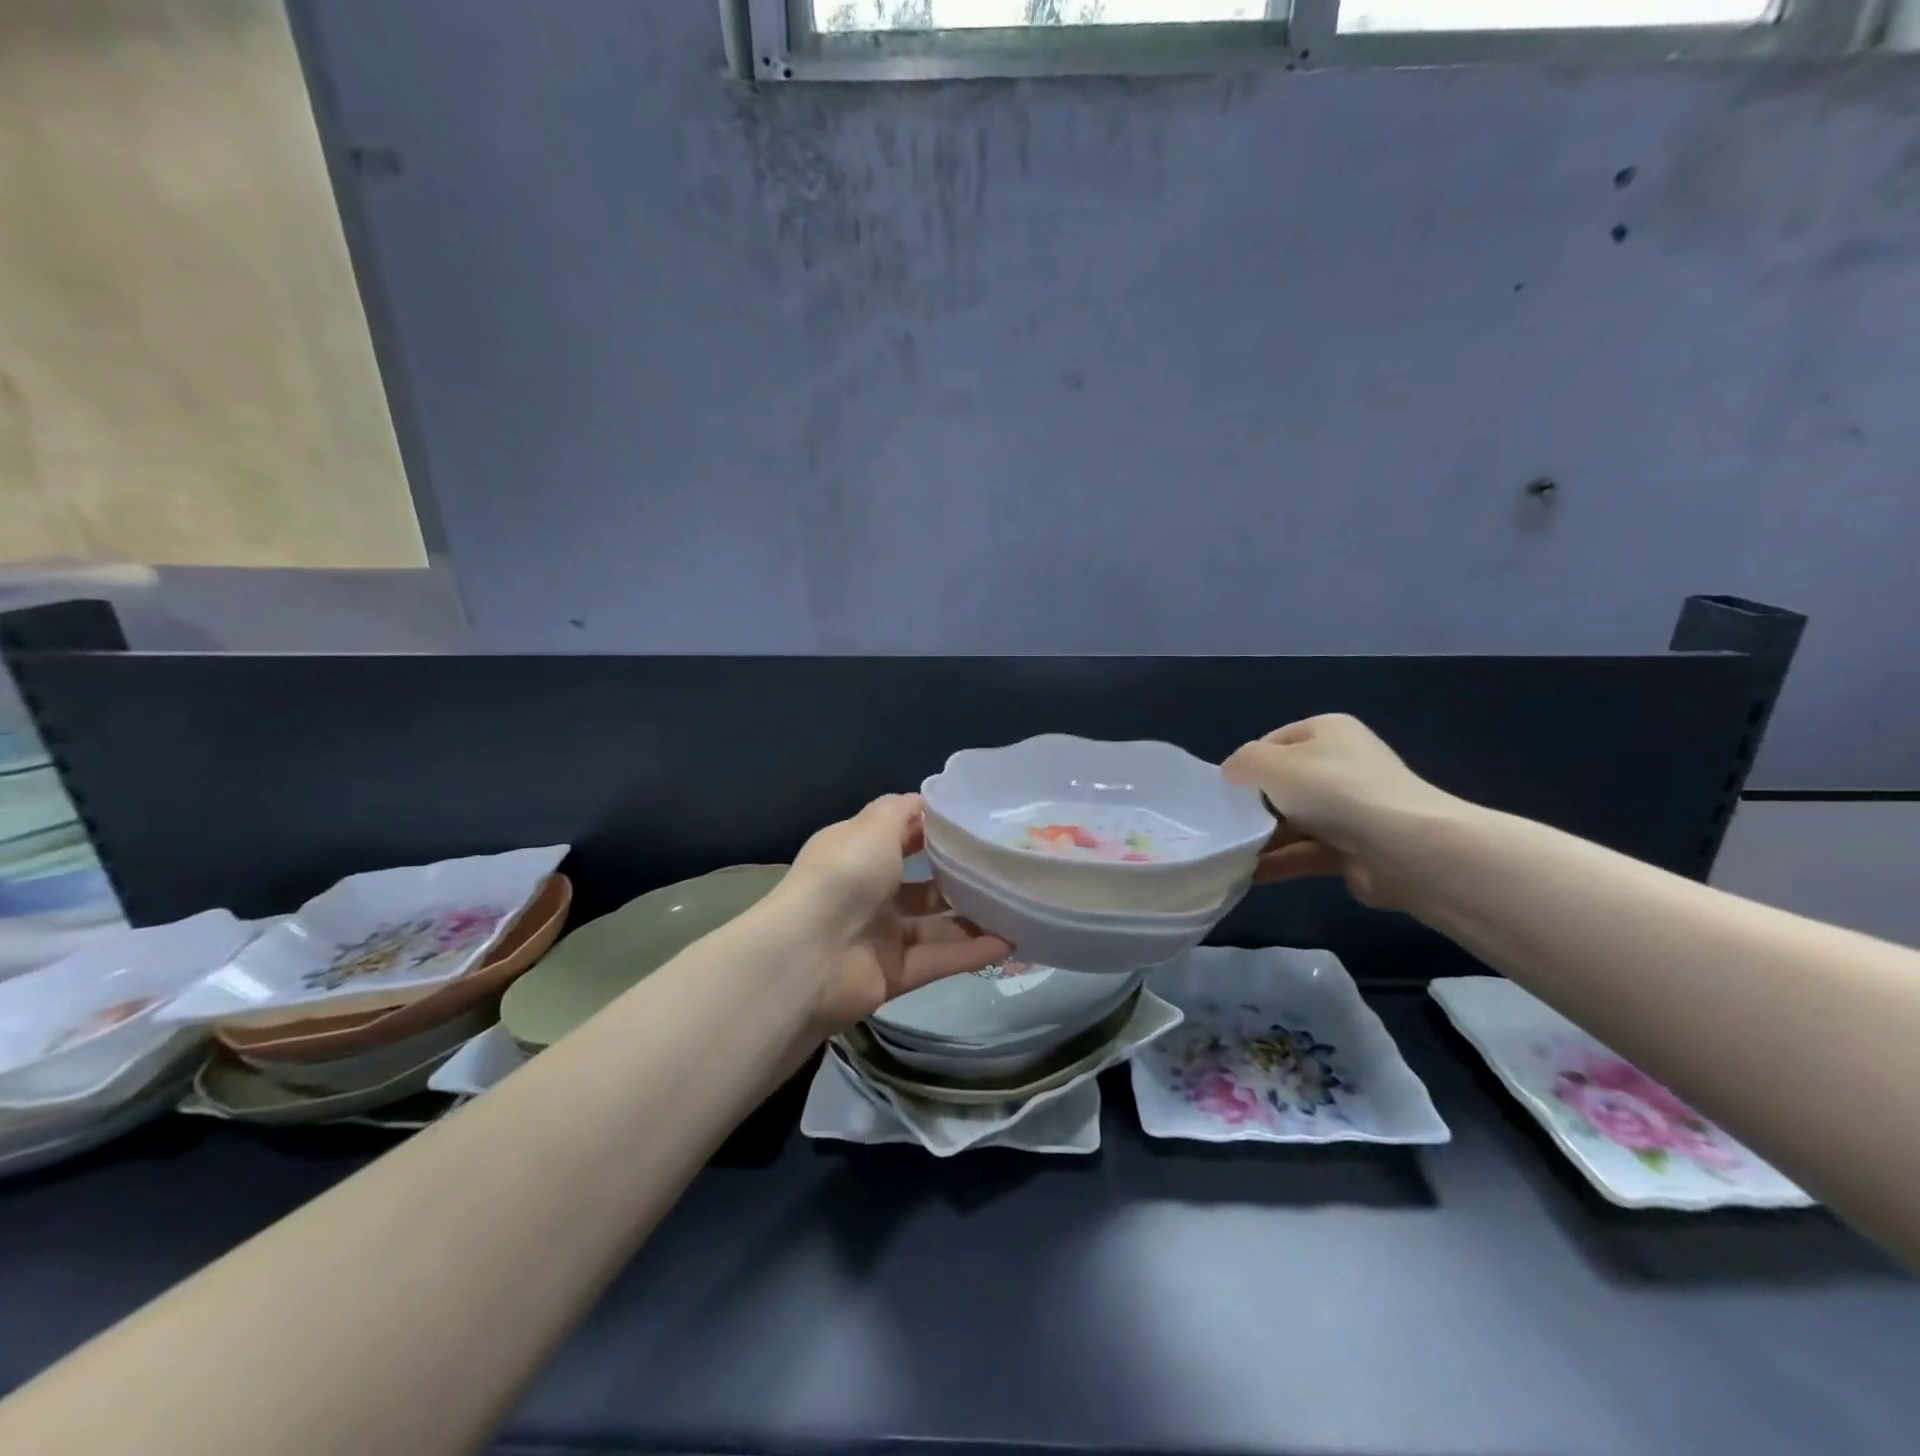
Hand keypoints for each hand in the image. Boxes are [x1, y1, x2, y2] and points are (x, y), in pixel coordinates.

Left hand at [780, 793, 1011, 1030]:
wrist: (809, 956)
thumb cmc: (844, 876)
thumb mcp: (874, 827)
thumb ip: (902, 811)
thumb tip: (925, 800)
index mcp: (858, 854)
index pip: (900, 837)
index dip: (934, 831)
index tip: (976, 826)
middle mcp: (868, 893)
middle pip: (922, 884)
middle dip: (959, 878)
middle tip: (1005, 869)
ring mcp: (881, 936)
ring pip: (936, 925)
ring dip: (973, 918)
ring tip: (1018, 907)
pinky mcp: (894, 974)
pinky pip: (939, 959)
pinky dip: (971, 952)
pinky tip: (1010, 942)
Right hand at [1222, 715, 1460, 909]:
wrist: (1405, 848)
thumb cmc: (1333, 791)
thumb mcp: (1271, 764)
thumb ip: (1241, 763)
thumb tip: (1232, 776)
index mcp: (1327, 732)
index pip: (1273, 743)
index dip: (1246, 765)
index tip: (1225, 792)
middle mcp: (1341, 765)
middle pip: (1282, 784)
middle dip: (1252, 805)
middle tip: (1224, 825)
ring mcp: (1350, 809)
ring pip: (1292, 821)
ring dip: (1262, 838)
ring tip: (1228, 854)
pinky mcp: (1353, 849)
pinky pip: (1305, 852)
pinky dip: (1278, 862)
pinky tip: (1248, 874)